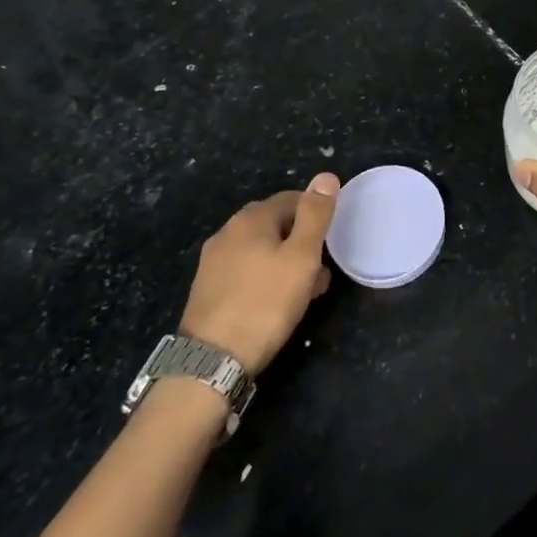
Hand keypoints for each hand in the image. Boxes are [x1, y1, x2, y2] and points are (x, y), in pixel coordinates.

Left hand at [180, 173, 337, 374]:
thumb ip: (315, 215)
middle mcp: (228, 231)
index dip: (316, 217)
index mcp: (251, 218)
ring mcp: (213, 260)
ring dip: (285, 262)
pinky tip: (274, 303)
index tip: (330, 244)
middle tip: (320, 271)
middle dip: (301, 242)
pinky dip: (264, 278)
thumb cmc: (266, 303)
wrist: (212, 361)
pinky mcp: (207, 288)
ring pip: (261, 249)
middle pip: (275, 224)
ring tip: (303, 292)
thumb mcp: (302, 257)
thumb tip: (325, 176)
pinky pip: (245, 270)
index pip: (293, 199)